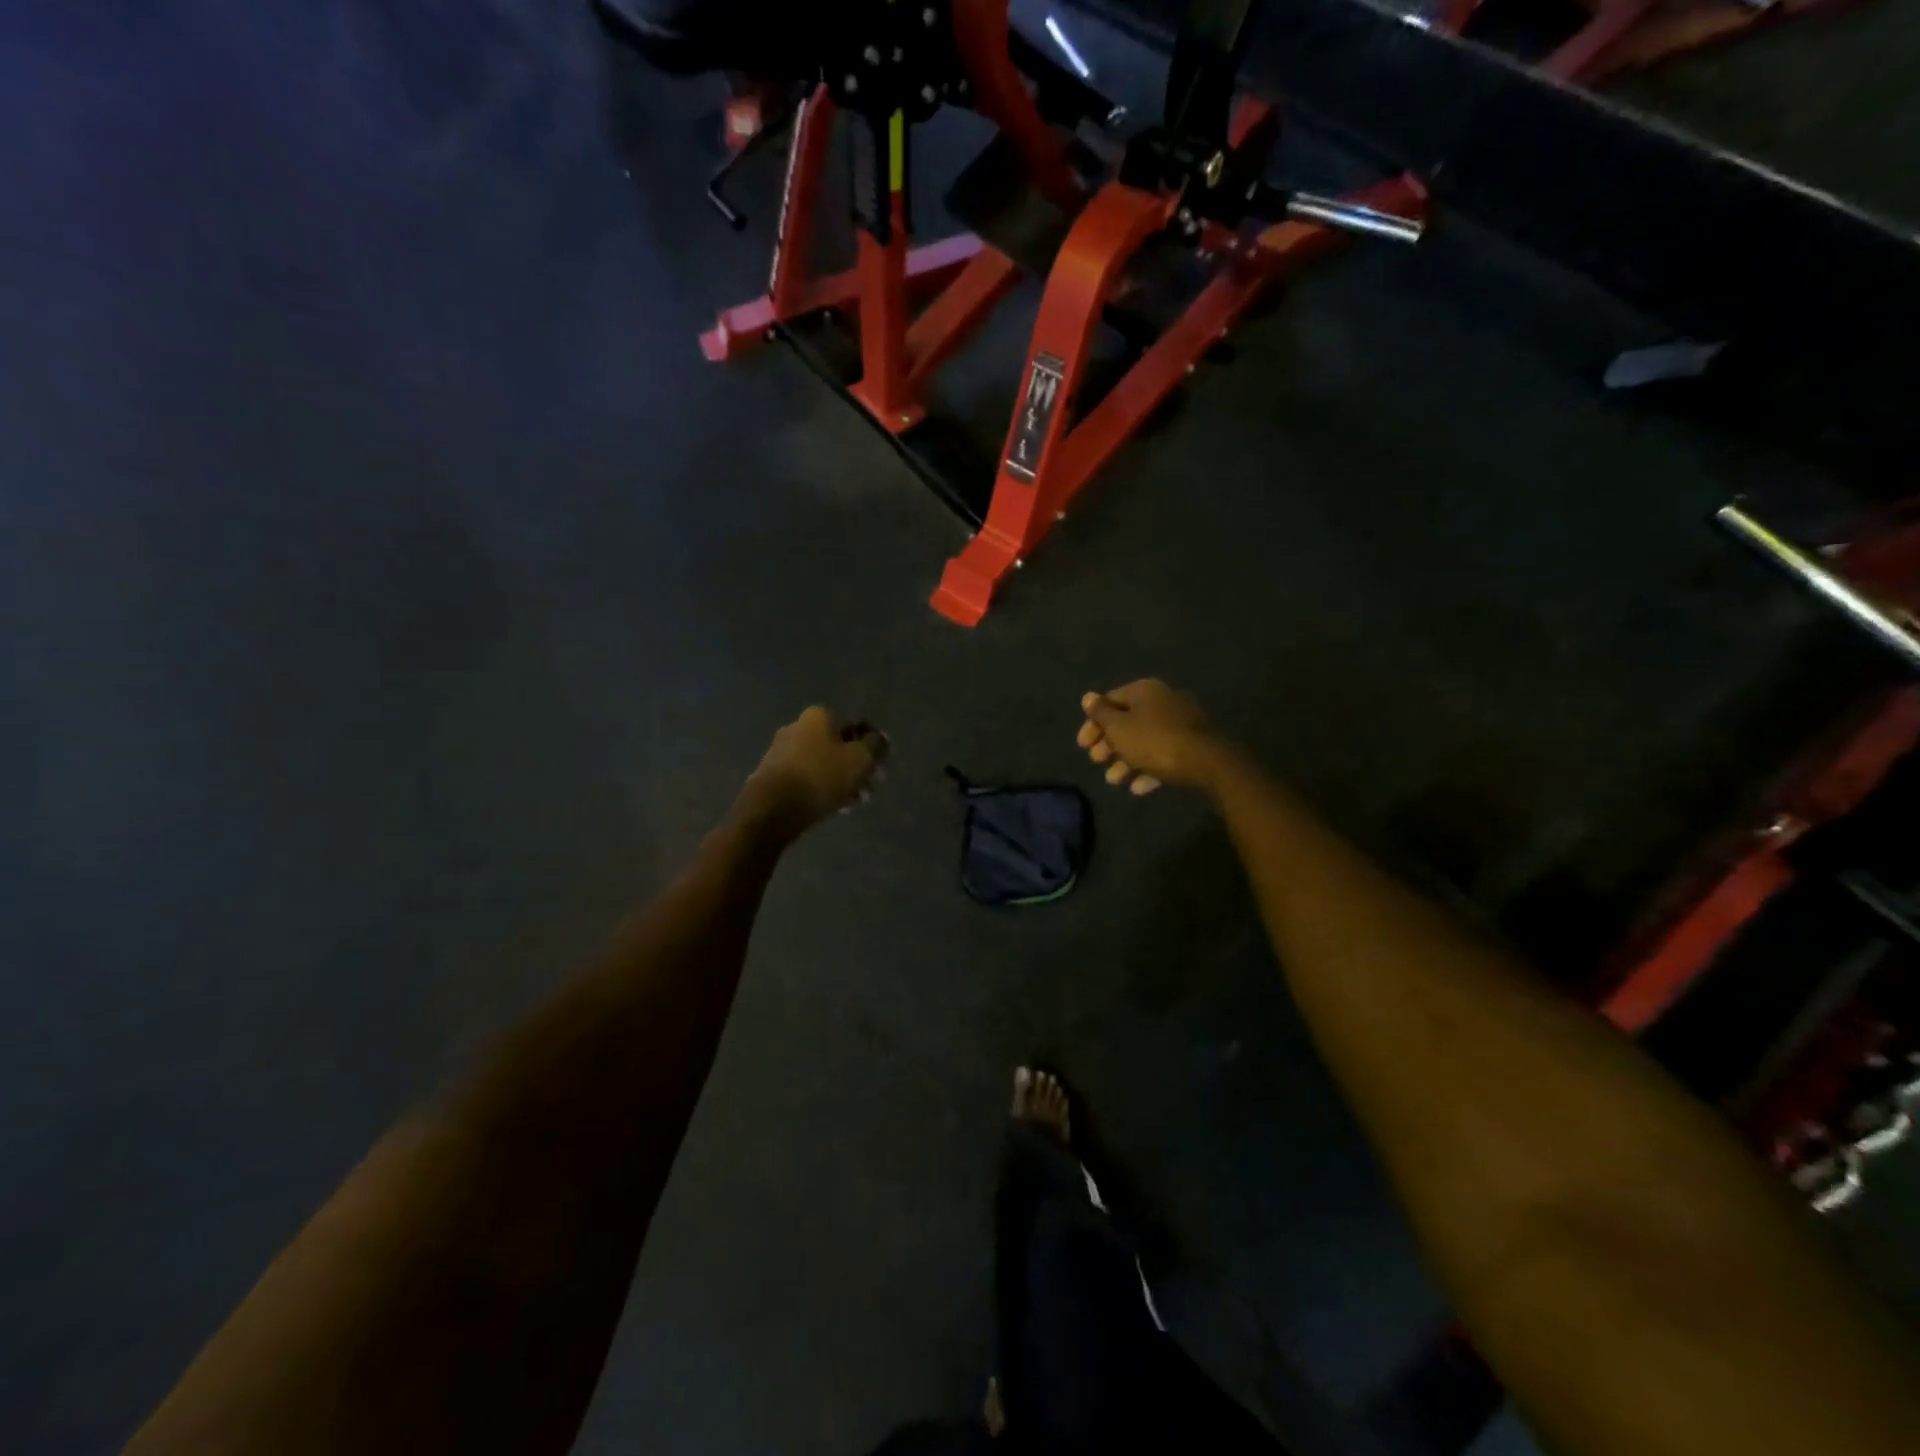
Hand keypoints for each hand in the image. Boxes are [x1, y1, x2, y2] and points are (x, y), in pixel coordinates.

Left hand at [746, 706, 887, 830]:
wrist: (773, 807)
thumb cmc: (821, 776)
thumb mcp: (860, 759)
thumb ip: (876, 746)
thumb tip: (880, 739)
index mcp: (819, 716)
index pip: (855, 726)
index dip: (871, 747)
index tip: (879, 769)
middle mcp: (798, 727)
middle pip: (837, 746)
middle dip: (855, 767)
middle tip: (868, 789)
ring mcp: (781, 751)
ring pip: (822, 763)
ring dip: (840, 780)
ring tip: (852, 802)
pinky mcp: (772, 774)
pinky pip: (806, 778)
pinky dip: (821, 788)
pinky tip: (832, 806)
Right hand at [1076, 680, 1217, 795]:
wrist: (1205, 762)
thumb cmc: (1153, 741)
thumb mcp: (1119, 728)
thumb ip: (1101, 714)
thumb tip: (1088, 697)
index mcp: (1144, 691)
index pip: (1109, 702)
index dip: (1092, 723)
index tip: (1082, 745)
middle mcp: (1162, 702)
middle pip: (1127, 722)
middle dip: (1108, 744)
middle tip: (1096, 761)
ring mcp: (1179, 724)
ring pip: (1144, 741)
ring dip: (1125, 761)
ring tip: (1114, 780)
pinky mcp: (1191, 745)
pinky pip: (1163, 755)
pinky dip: (1148, 769)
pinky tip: (1138, 788)